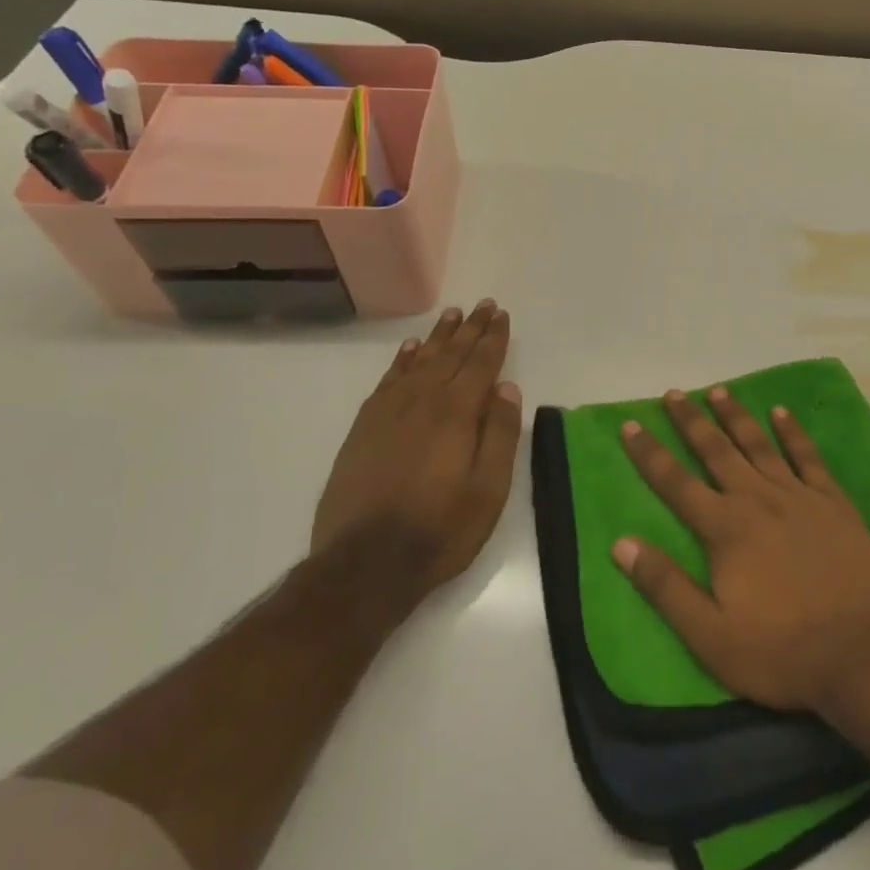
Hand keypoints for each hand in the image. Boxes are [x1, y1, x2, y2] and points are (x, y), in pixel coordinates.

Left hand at [313, 300, 522, 604]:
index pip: (480, 364)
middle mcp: (421, 402)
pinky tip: (409, 351)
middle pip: (450, 355)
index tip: (501, 314)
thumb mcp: (488, 490)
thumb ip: (499, 434)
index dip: (492, 338)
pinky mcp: (364, 429)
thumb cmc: (440, 530)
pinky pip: (387, 381)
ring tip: (452, 315)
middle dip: (470, 329)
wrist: (365, 564)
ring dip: (437, 337)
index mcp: (455, 414)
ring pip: (418, 362)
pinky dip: (401, 361)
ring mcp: (388, 413)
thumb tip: (506, 388)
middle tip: (483, 305)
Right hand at [613, 386, 869, 713]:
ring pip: (759, 445)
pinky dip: (793, 432)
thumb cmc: (779, 651)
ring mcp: (800, 497)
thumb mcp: (709, 634)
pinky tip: (781, 413)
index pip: (676, 483)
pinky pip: (808, 457)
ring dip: (736, 416)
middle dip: (691, 421)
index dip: (650, 454)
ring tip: (718, 391)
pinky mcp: (834, 503)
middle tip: (673, 393)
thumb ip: (665, 586)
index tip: (631, 424)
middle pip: (717, 451)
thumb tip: (621, 543)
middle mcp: (758, 499)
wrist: (860, 654)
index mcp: (725, 529)